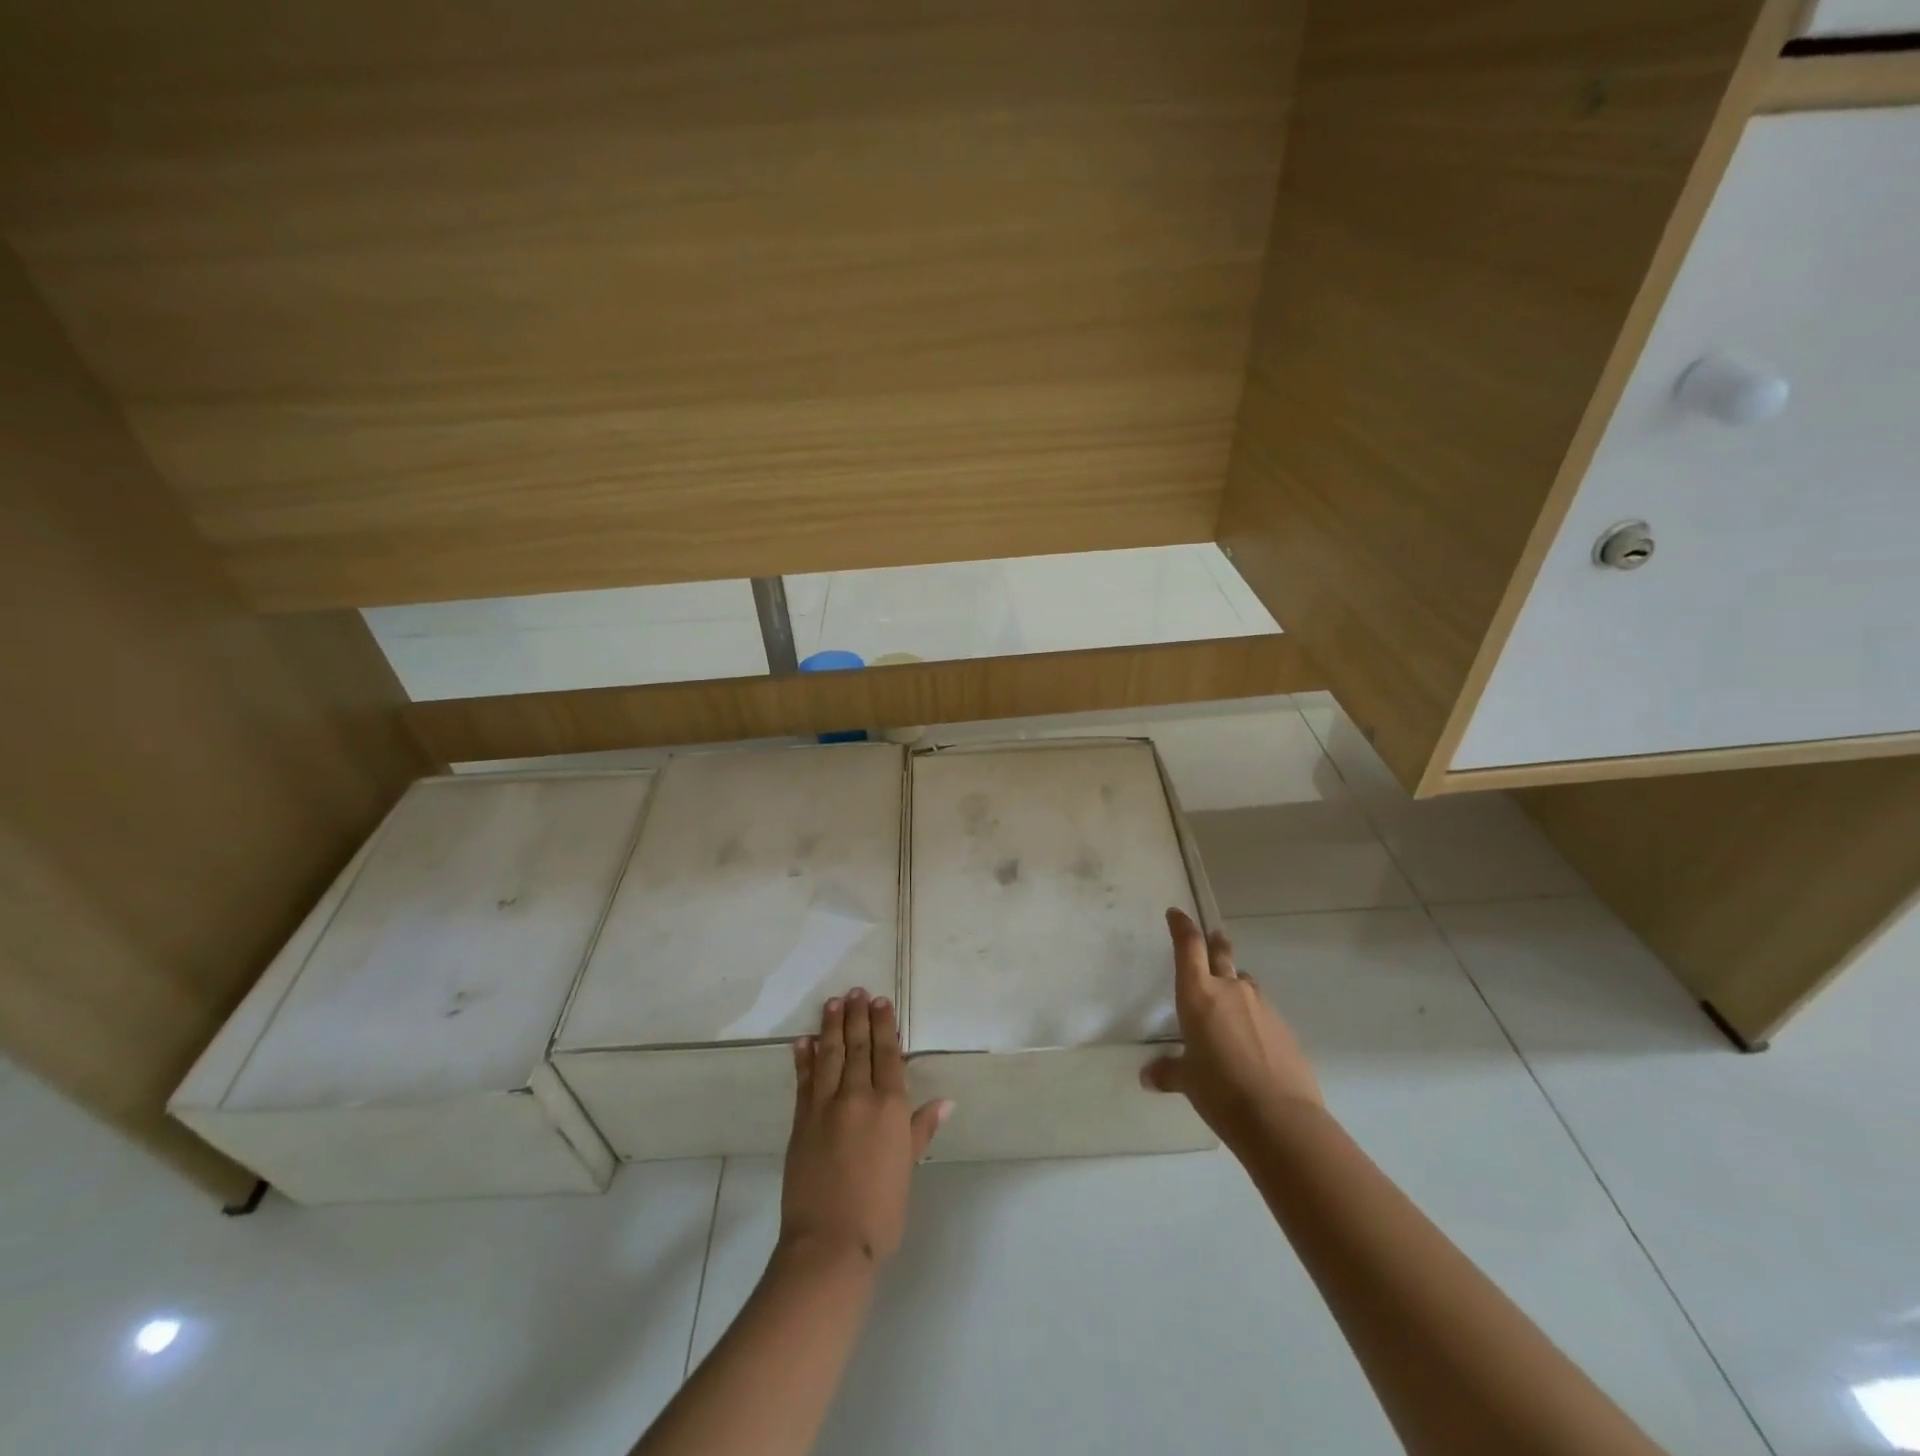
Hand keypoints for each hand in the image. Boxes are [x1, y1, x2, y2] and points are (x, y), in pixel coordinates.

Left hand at [780, 988, 950, 1266]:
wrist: (829, 1244)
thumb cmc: (880, 1211)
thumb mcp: (907, 1169)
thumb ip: (921, 1130)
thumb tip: (945, 1101)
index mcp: (890, 1107)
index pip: (887, 1054)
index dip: (884, 1025)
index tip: (880, 1001)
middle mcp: (858, 1097)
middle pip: (858, 1047)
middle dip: (857, 1017)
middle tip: (856, 991)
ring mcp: (825, 1106)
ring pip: (830, 1055)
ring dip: (831, 1027)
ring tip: (833, 1002)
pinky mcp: (801, 1121)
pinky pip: (804, 1080)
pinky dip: (804, 1058)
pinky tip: (804, 1041)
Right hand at [1142, 908, 1322, 1143]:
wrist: (1280, 1117)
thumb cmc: (1219, 1090)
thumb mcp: (1187, 1081)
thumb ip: (1168, 1072)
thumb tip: (1148, 1077)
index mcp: (1198, 994)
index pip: (1188, 946)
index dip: (1181, 926)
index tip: (1176, 914)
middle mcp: (1230, 990)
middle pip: (1221, 953)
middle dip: (1214, 943)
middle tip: (1214, 936)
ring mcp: (1261, 1006)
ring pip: (1244, 983)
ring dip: (1235, 984)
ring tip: (1229, 1000)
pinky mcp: (1283, 1027)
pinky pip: (1262, 1010)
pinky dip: (1252, 1015)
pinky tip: (1250, 1039)